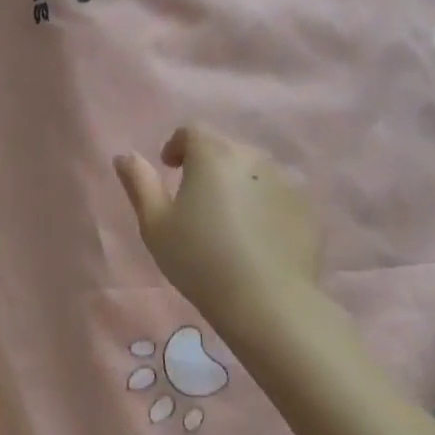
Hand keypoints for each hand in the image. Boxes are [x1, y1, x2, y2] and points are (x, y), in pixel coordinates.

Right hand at [114, 124, 321, 329]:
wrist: (269, 303)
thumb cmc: (200, 260)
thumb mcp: (155, 224)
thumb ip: (139, 183)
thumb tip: (125, 156)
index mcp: (213, 155)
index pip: (192, 131)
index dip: (177, 145)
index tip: (169, 169)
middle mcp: (253, 158)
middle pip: (225, 148)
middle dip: (208, 164)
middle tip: (196, 199)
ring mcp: (287, 181)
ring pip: (254, 170)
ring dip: (238, 183)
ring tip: (229, 219)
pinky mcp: (309, 209)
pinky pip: (278, 194)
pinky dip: (264, 204)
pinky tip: (257, 236)